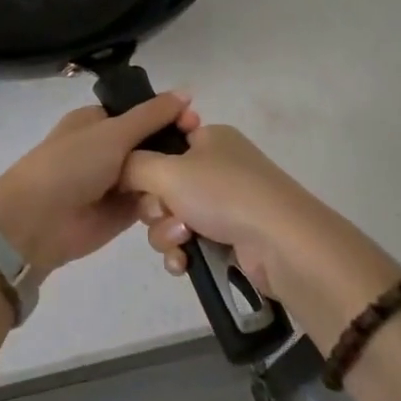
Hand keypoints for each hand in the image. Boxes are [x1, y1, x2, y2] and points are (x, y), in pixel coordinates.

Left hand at [0, 93, 195, 277]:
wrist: (37, 222)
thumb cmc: (71, 165)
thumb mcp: (113, 132)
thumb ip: (152, 115)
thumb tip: (187, 91)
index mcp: (98, 121)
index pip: (142, 113)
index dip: (169, 116)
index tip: (196, 124)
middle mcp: (107, 149)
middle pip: (151, 145)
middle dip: (174, 149)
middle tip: (203, 156)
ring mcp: (115, 182)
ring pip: (154, 175)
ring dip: (171, 179)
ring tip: (196, 183)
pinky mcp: (122, 213)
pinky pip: (151, 203)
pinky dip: (165, 203)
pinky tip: (186, 204)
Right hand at [122, 124, 340, 302]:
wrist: (281, 243)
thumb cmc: (224, 193)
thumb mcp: (168, 170)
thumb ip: (132, 165)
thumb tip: (118, 168)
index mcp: (209, 138)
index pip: (163, 142)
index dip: (145, 163)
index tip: (138, 180)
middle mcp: (218, 166)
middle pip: (162, 184)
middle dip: (155, 207)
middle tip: (165, 212)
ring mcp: (226, 203)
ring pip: (172, 217)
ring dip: (167, 233)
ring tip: (184, 241)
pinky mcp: (231, 237)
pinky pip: (189, 242)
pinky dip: (182, 252)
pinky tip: (184, 262)